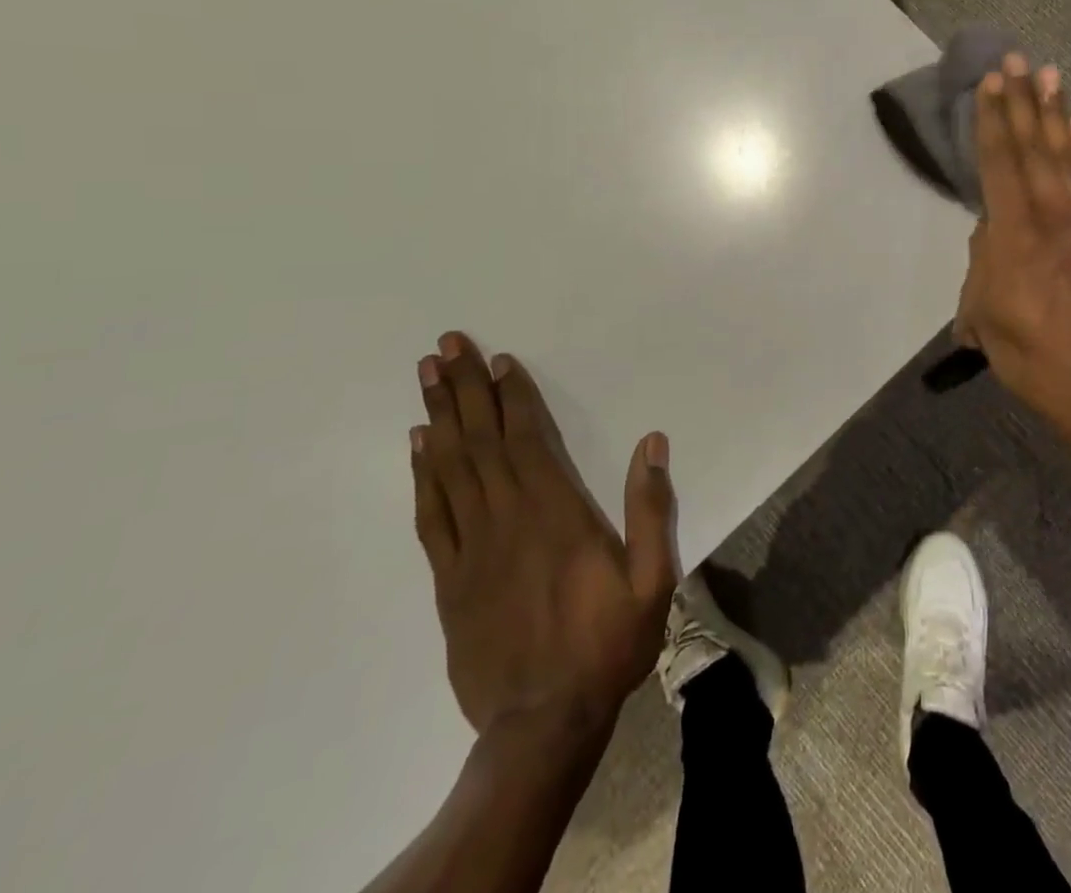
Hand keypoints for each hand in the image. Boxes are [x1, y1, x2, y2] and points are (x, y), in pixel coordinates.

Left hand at [410, 332, 676, 736]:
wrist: (542, 724)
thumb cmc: (605, 644)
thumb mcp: (653, 580)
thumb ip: (652, 509)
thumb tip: (652, 444)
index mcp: (556, 513)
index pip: (527, 439)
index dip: (511, 396)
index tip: (498, 360)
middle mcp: (507, 519)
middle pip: (481, 441)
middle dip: (463, 389)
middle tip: (444, 346)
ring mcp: (471, 549)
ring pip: (450, 469)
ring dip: (438, 417)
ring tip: (425, 376)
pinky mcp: (448, 580)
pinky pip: (430, 516)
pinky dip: (422, 475)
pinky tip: (418, 446)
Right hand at [953, 56, 1070, 448]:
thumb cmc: (1032, 357)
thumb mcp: (985, 316)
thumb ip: (982, 265)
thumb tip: (991, 234)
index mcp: (1017, 234)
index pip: (1001, 163)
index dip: (994, 120)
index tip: (991, 82)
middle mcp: (1056, 216)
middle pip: (1036, 147)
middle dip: (1024, 101)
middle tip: (1017, 60)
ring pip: (1070, 156)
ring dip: (1058, 113)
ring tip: (1051, 75)